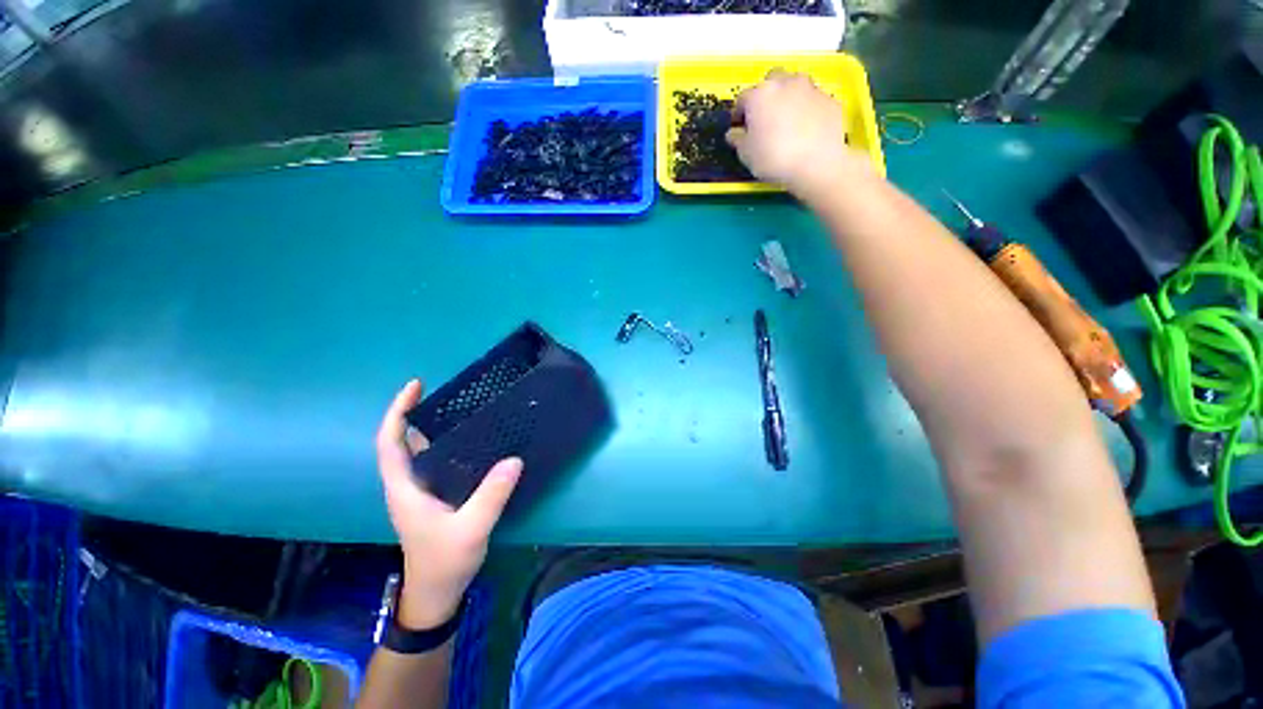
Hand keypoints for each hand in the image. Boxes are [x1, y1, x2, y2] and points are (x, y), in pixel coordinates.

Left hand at [375, 379, 522, 628]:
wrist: (436, 592)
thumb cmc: (445, 562)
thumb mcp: (471, 530)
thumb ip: (491, 496)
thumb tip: (514, 459)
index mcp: (405, 488)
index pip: (390, 443)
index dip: (398, 412)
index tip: (416, 386)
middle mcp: (409, 484)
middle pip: (403, 441)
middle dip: (416, 412)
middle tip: (447, 392)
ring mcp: (422, 490)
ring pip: (420, 450)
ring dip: (432, 427)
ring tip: (462, 408)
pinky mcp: (436, 495)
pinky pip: (438, 460)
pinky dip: (447, 443)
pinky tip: (472, 439)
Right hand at [726, 69, 870, 199]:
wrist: (816, 163)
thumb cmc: (774, 158)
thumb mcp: (746, 154)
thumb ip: (738, 140)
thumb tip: (734, 133)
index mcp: (759, 95)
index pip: (742, 99)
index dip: (739, 114)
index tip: (740, 127)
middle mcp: (784, 83)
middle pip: (771, 82)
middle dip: (766, 97)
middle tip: (764, 119)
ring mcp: (809, 88)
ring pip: (794, 87)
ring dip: (787, 99)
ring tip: (786, 122)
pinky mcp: (829, 98)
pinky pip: (812, 101)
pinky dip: (806, 110)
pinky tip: (805, 130)